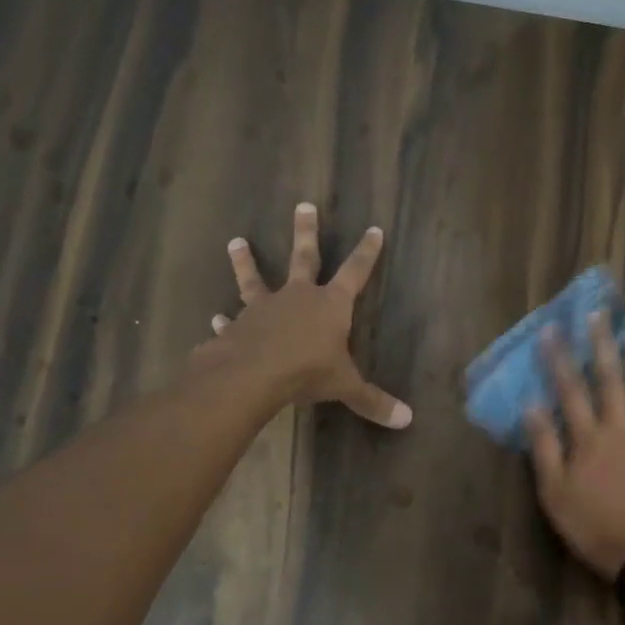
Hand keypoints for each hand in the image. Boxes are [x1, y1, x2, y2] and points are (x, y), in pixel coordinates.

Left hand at [201, 203, 411, 428]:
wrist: (253, 375)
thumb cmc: (308, 372)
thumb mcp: (346, 387)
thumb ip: (373, 401)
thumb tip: (407, 420)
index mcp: (331, 305)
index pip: (355, 272)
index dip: (366, 253)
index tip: (374, 229)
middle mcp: (298, 297)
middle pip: (304, 257)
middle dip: (306, 232)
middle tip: (303, 205)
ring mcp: (264, 308)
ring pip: (255, 278)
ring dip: (246, 261)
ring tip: (236, 241)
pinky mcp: (238, 326)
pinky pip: (232, 320)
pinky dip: (226, 320)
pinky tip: (217, 317)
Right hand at [524, 311, 624, 579]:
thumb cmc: (594, 529)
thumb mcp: (555, 495)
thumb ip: (545, 449)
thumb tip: (532, 406)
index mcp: (589, 440)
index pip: (570, 391)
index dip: (559, 359)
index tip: (552, 329)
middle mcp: (622, 431)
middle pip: (610, 382)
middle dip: (601, 346)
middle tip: (598, 314)